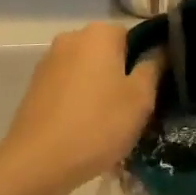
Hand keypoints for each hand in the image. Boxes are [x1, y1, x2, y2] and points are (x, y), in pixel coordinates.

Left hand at [0, 23, 159, 194]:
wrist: (37, 161)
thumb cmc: (98, 124)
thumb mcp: (140, 99)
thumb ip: (153, 68)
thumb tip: (160, 50)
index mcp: (99, 33)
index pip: (133, 37)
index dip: (145, 62)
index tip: (149, 91)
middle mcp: (72, 37)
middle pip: (108, 53)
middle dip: (120, 76)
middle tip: (132, 111)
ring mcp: (49, 61)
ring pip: (87, 72)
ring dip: (99, 91)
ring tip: (108, 126)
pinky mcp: (35, 85)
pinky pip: (68, 87)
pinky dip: (78, 102)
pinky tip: (84, 130)